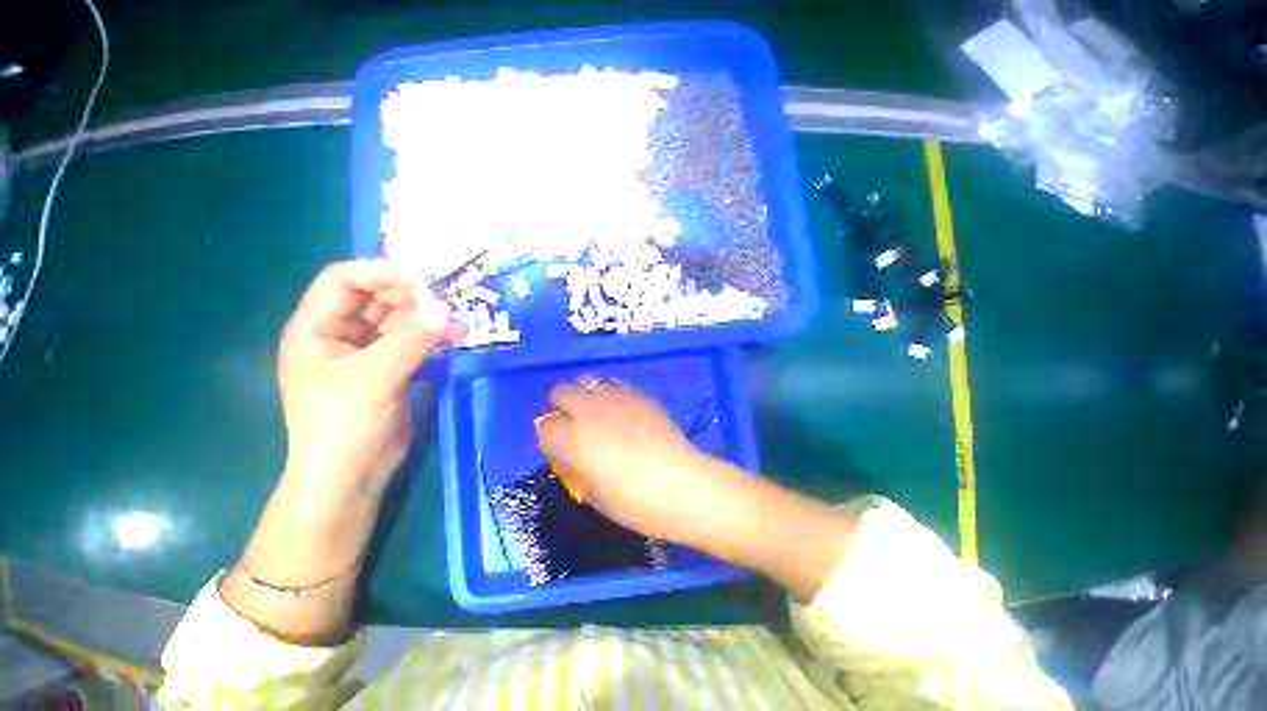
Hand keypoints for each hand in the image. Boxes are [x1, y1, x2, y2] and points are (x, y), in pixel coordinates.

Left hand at [222, 260, 461, 644]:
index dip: (383, 271)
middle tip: (451, 296)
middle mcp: (340, 333)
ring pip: (399, 317)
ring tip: (460, 317)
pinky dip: (434, 334)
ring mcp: (367, 350)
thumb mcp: (372, 379)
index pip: (345, 280)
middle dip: (412, 293)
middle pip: (376, 296)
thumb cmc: (342, 426)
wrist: (350, 475)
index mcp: (316, 328)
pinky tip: (455, 335)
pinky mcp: (391, 367)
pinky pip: (414, 339)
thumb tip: (448, 312)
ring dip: (428, 314)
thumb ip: (410, 341)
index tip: (428, 276)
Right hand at [537, 377, 856, 600]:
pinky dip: (610, 393)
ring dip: (585, 395)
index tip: (559, 447)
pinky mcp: (639, 395)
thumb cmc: (635, 503)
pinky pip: (615, 384)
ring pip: (588, 380)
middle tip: (573, 424)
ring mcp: (616, 398)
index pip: (544, 427)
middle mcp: (589, 411)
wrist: (683, 485)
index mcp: (572, 440)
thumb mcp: (594, 494)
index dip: (549, 437)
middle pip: (560, 391)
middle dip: (561, 406)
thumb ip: (575, 467)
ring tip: (597, 412)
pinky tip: (621, 410)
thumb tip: (571, 452)